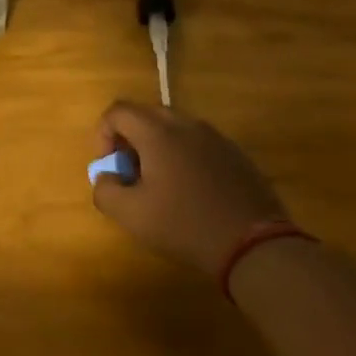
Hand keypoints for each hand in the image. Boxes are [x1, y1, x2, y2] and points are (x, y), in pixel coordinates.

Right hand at [91, 101, 289, 274]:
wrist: (253, 243)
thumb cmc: (184, 225)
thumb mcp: (131, 215)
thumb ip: (105, 190)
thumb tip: (107, 176)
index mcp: (158, 133)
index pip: (118, 111)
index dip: (102, 133)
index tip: (108, 164)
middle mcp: (187, 125)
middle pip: (146, 114)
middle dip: (129, 138)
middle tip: (129, 171)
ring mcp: (215, 137)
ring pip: (174, 128)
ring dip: (156, 146)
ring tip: (158, 182)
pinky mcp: (235, 153)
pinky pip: (198, 143)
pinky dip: (183, 155)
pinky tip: (190, 190)